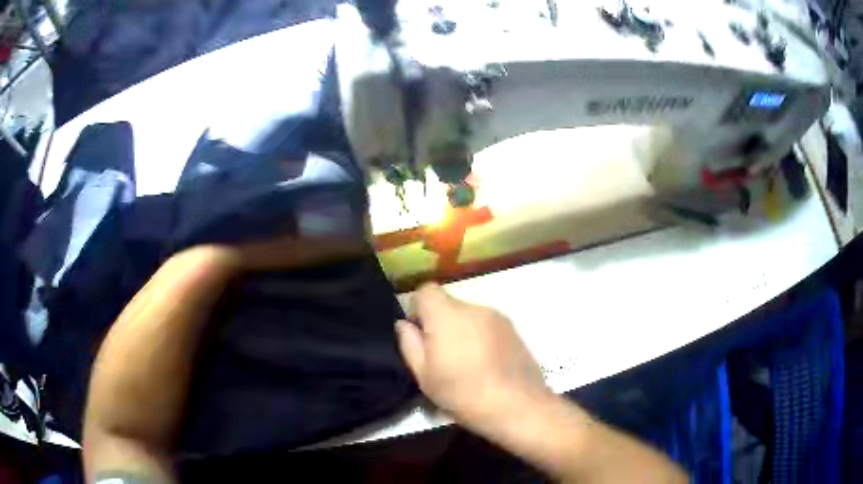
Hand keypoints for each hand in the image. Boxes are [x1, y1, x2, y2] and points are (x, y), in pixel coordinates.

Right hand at [395, 283, 548, 431]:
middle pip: (449, 304)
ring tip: (466, 363)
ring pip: (469, 315)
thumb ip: (410, 344)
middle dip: (440, 322)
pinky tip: (486, 365)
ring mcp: (499, 317)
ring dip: (462, 330)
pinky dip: (481, 337)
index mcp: (448, 315)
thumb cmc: (463, 394)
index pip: (426, 290)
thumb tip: (404, 324)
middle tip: (441, 355)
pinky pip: (488, 325)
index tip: (419, 335)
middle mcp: (475, 308)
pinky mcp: (514, 330)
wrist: (518, 406)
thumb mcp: (424, 376)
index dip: (417, 308)